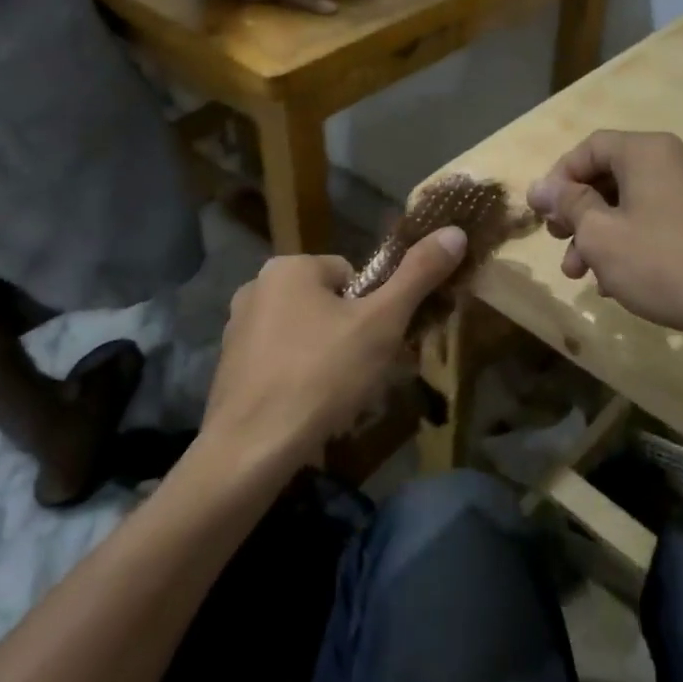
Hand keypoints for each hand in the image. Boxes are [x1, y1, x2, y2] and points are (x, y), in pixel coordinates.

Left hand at [200, 227, 467, 466]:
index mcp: (289, 267)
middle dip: (352, 337)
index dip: (373, 310)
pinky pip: (280, 364)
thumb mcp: (382, 323)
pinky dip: (299, 381)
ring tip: (338, 400)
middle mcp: (256, 288)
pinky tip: (309, 412)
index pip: (351, 275)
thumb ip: (418, 275)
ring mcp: (237, 331)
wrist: (251, 450)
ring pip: (305, 336)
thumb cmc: (322, 375)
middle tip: (364, 375)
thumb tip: (454, 231)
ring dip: (328, 360)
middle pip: (328, 305)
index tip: (377, 344)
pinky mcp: (228, 370)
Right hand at [527, 130, 682, 351]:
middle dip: (579, 213)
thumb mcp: (602, 235)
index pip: (590, 147)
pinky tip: (622, 281)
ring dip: (603, 235)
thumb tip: (539, 187)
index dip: (559, 178)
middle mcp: (679, 158)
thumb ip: (568, 204)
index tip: (543, 215)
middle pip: (613, 175)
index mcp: (649, 151)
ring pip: (636, 202)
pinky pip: (662, 218)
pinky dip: (635, 241)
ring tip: (586, 276)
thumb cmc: (664, 264)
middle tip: (561, 245)